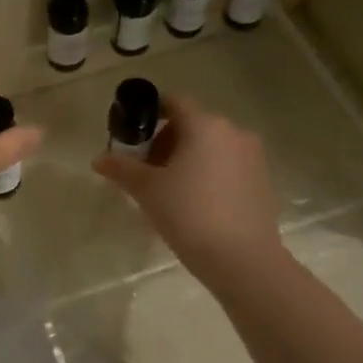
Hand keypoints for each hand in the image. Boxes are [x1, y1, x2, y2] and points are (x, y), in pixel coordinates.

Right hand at [94, 97, 284, 280]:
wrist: (242, 259)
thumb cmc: (188, 214)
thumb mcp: (146, 190)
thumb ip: (121, 168)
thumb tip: (99, 159)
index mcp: (204, 125)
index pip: (173, 103)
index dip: (151, 114)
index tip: (134, 135)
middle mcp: (233, 132)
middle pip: (192, 125)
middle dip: (167, 142)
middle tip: (147, 171)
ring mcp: (253, 156)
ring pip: (212, 146)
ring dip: (189, 159)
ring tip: (171, 190)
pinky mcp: (263, 181)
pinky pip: (229, 166)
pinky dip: (210, 174)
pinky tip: (197, 204)